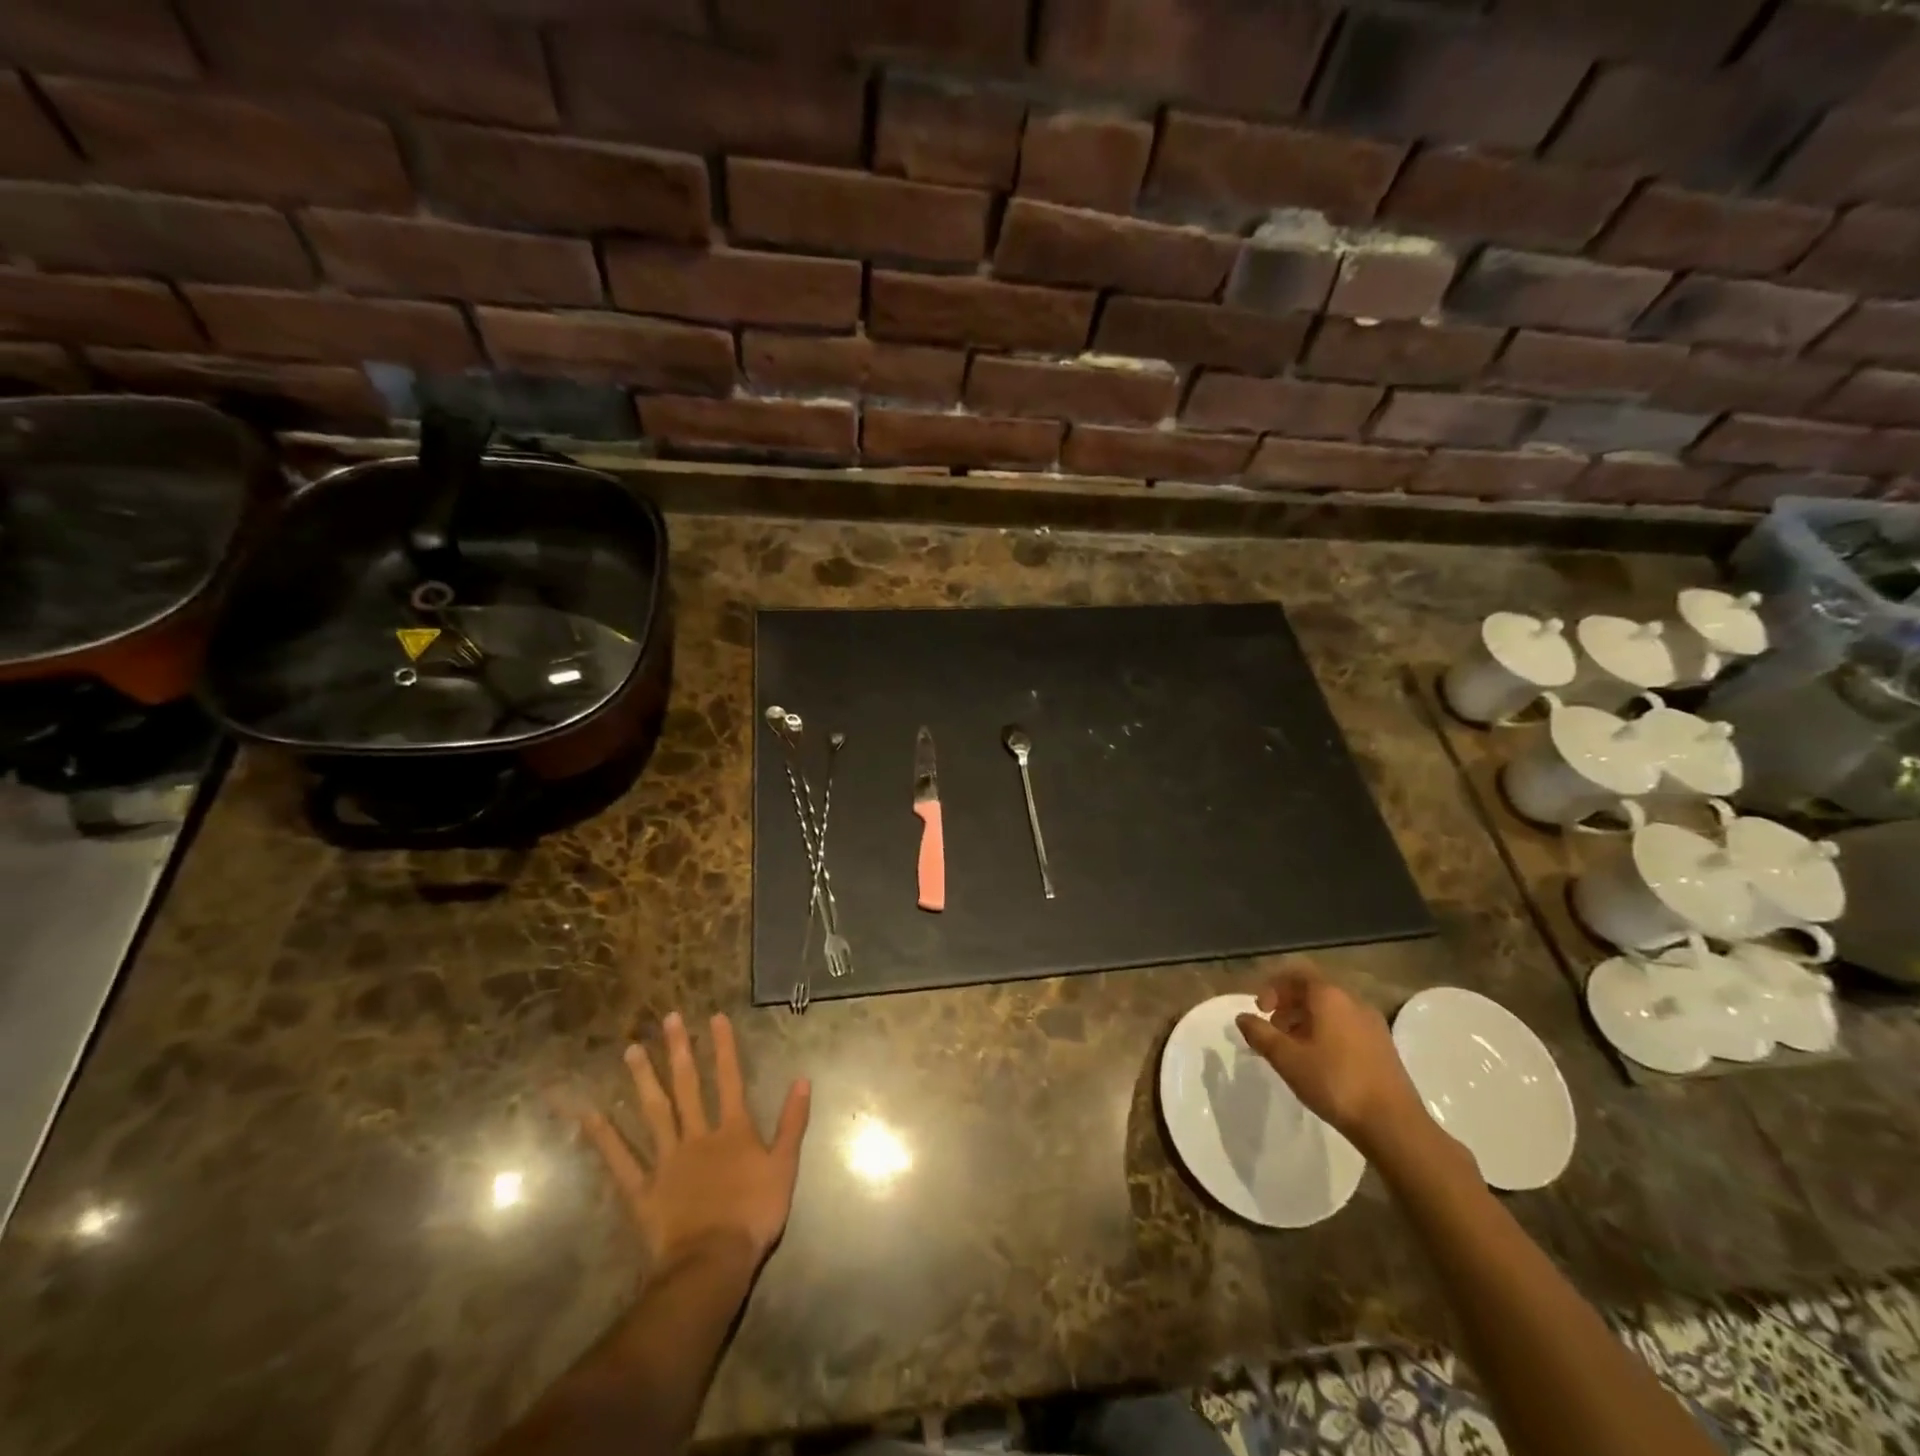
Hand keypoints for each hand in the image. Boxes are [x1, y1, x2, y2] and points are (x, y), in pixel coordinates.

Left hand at [568, 1011, 810, 1271]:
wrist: (713, 1261)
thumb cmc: (754, 1214)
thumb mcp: (785, 1166)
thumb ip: (792, 1122)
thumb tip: (803, 1079)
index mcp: (732, 1130)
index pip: (730, 1078)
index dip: (724, 1047)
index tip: (715, 1017)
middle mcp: (697, 1135)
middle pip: (688, 1086)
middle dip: (680, 1050)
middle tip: (668, 1019)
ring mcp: (667, 1160)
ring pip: (654, 1112)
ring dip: (643, 1080)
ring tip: (631, 1050)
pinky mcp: (643, 1189)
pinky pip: (621, 1160)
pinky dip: (605, 1138)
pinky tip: (590, 1115)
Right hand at [1235, 962, 1432, 1156]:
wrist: (1393, 1124)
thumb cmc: (1335, 1082)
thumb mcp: (1287, 1059)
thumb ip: (1261, 1034)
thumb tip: (1242, 1017)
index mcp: (1330, 996)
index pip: (1297, 973)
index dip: (1273, 986)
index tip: (1260, 1010)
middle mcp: (1353, 1001)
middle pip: (1314, 990)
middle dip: (1287, 1005)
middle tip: (1272, 1030)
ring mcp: (1372, 1023)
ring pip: (1330, 1009)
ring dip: (1305, 1020)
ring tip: (1292, 1048)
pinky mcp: (1382, 1045)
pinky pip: (1346, 1025)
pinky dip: (1325, 1032)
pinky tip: (1318, 1061)